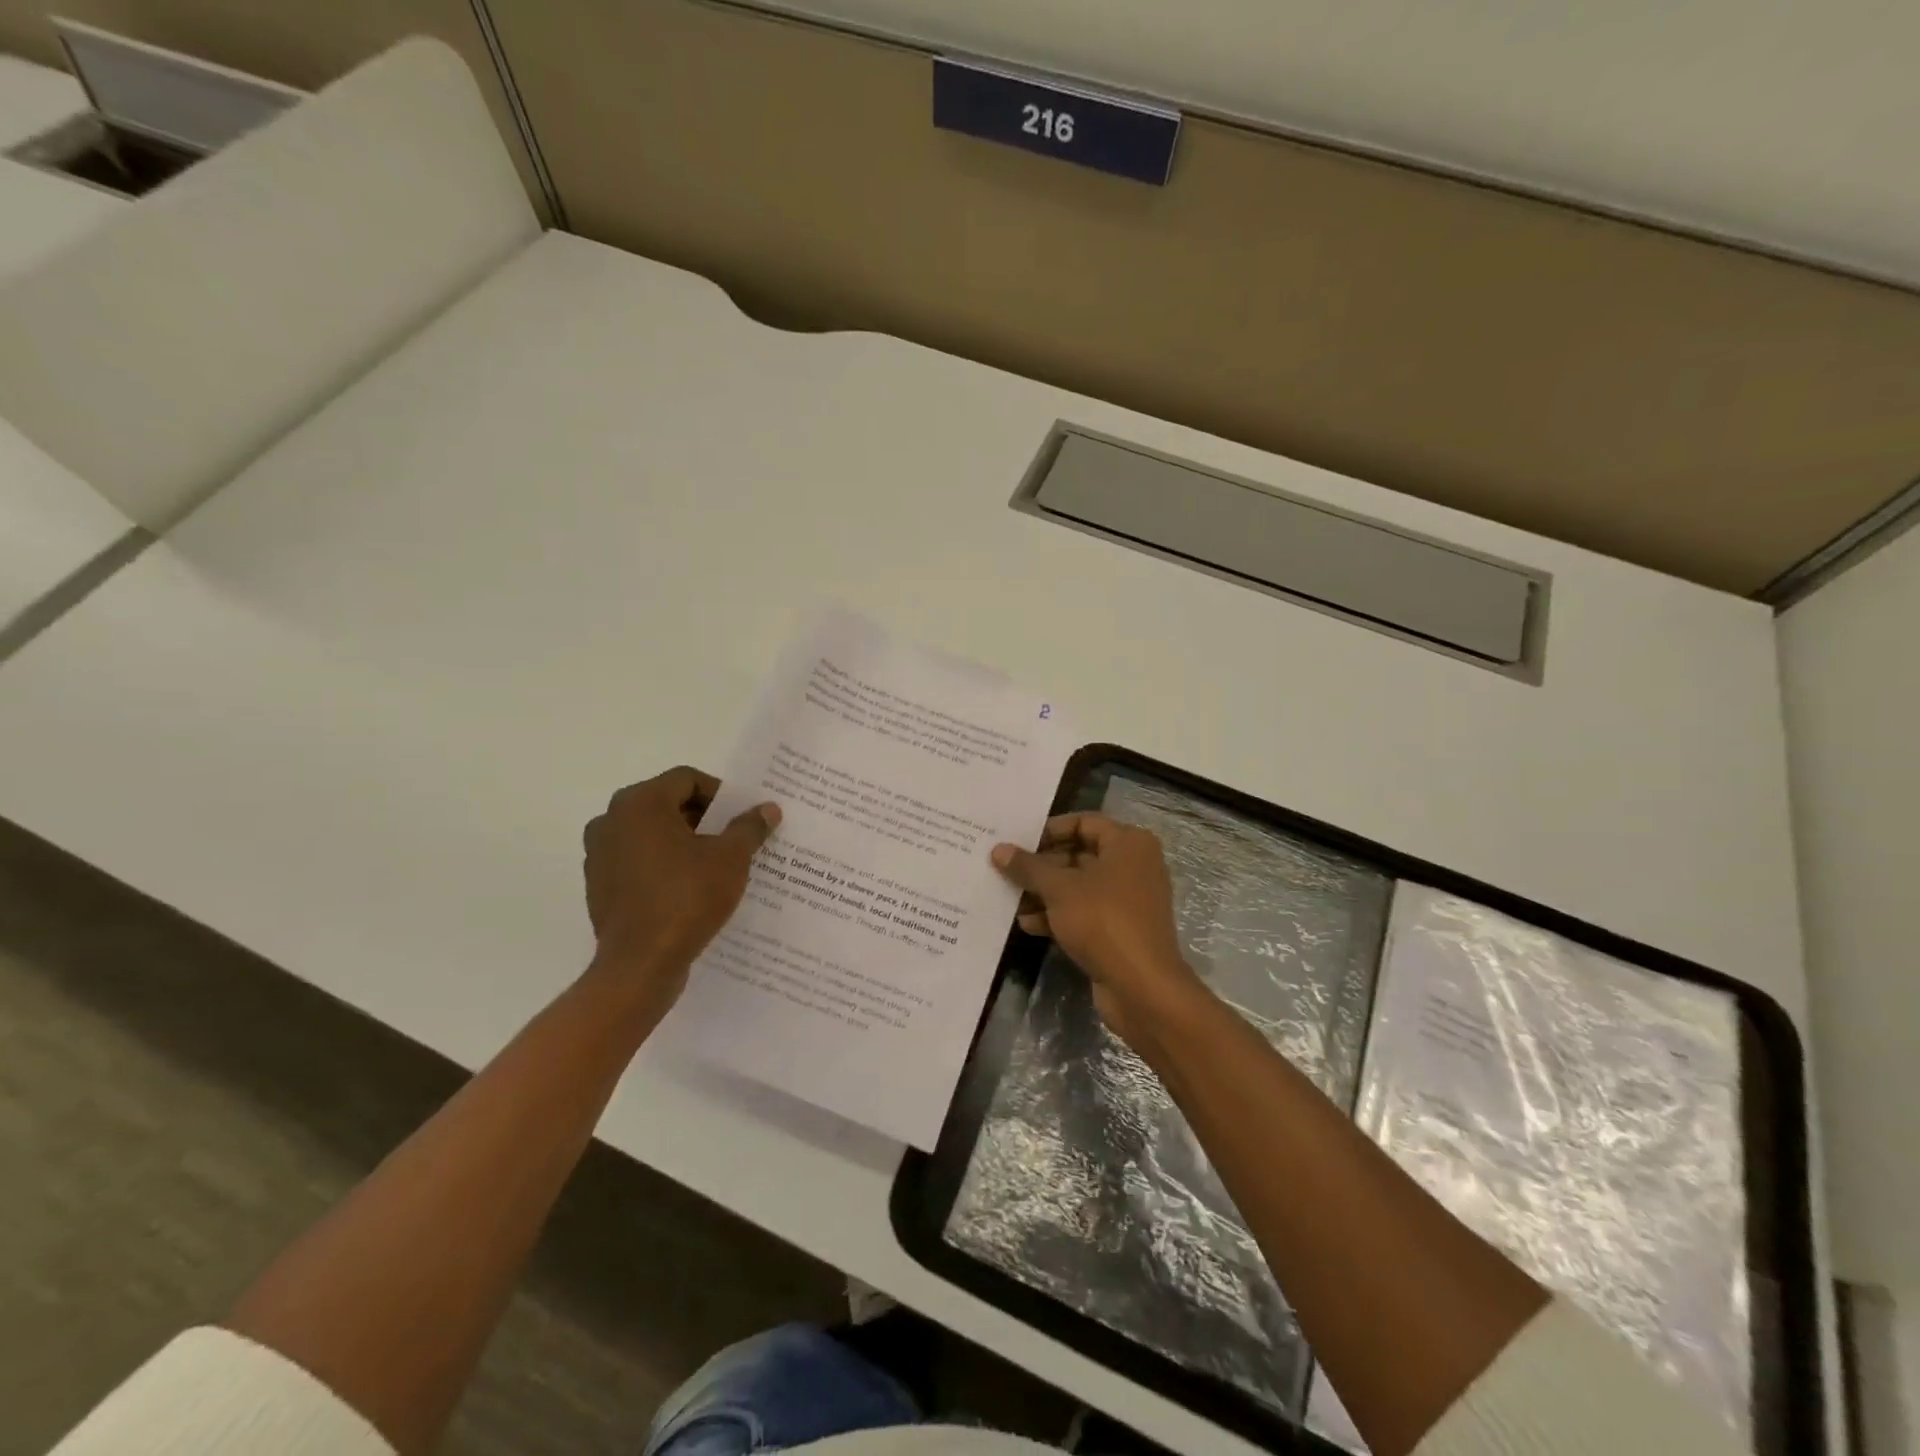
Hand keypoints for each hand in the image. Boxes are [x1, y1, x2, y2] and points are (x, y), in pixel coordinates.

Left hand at [582, 767, 779, 1014]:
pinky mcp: (598, 885)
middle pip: (666, 804)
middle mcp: (611, 820)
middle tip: (733, 838)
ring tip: (714, 865)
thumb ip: (749, 827)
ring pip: (650, 834)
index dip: (720, 794)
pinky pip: (636, 862)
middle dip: (703, 818)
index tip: (742, 817)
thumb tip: (768, 808)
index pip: (687, 780)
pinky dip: (662, 865)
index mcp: (640, 803)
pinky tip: (688, 888)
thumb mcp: (731, 858)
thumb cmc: (687, 898)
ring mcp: (599, 854)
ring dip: (682, 841)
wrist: (640, 964)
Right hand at [991, 813, 1206, 1050]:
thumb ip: (1028, 867)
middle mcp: (1133, 865)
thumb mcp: (1059, 888)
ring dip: (1045, 893)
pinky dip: (1059, 915)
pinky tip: (1028, 924)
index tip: (1018, 842)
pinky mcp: (1121, 930)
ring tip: (1010, 898)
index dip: (1048, 830)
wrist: (1142, 987)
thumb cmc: (1103, 920)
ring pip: (1079, 886)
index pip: (1083, 822)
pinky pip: (1085, 913)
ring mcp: (1128, 900)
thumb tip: (999, 850)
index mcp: (1128, 843)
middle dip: (1042, 865)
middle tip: (1006, 870)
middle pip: (1079, 854)